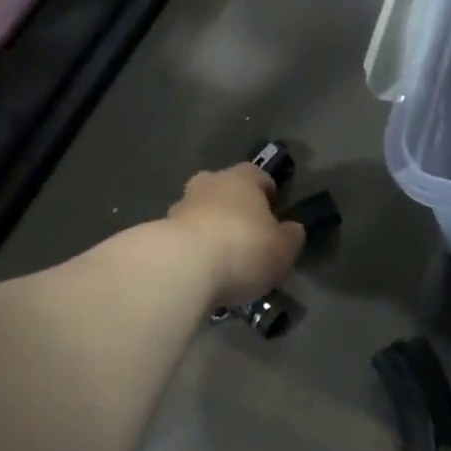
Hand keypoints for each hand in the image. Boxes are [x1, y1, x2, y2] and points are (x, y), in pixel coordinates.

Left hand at [166, 164, 306, 309]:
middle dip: (234, 209)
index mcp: (242, 179)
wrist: (180, 268)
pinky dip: (191, 250)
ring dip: (209, 230)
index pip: (259, 176)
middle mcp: (208, 183)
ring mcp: (180, 206)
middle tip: (246, 239)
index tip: (274, 219)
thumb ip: (291, 237)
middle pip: (224, 190)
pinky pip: (182, 238)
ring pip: (200, 213)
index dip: (268, 195)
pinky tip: (199, 274)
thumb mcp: (283, 250)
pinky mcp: (159, 232)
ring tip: (220, 264)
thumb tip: (291, 229)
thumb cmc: (242, 249)